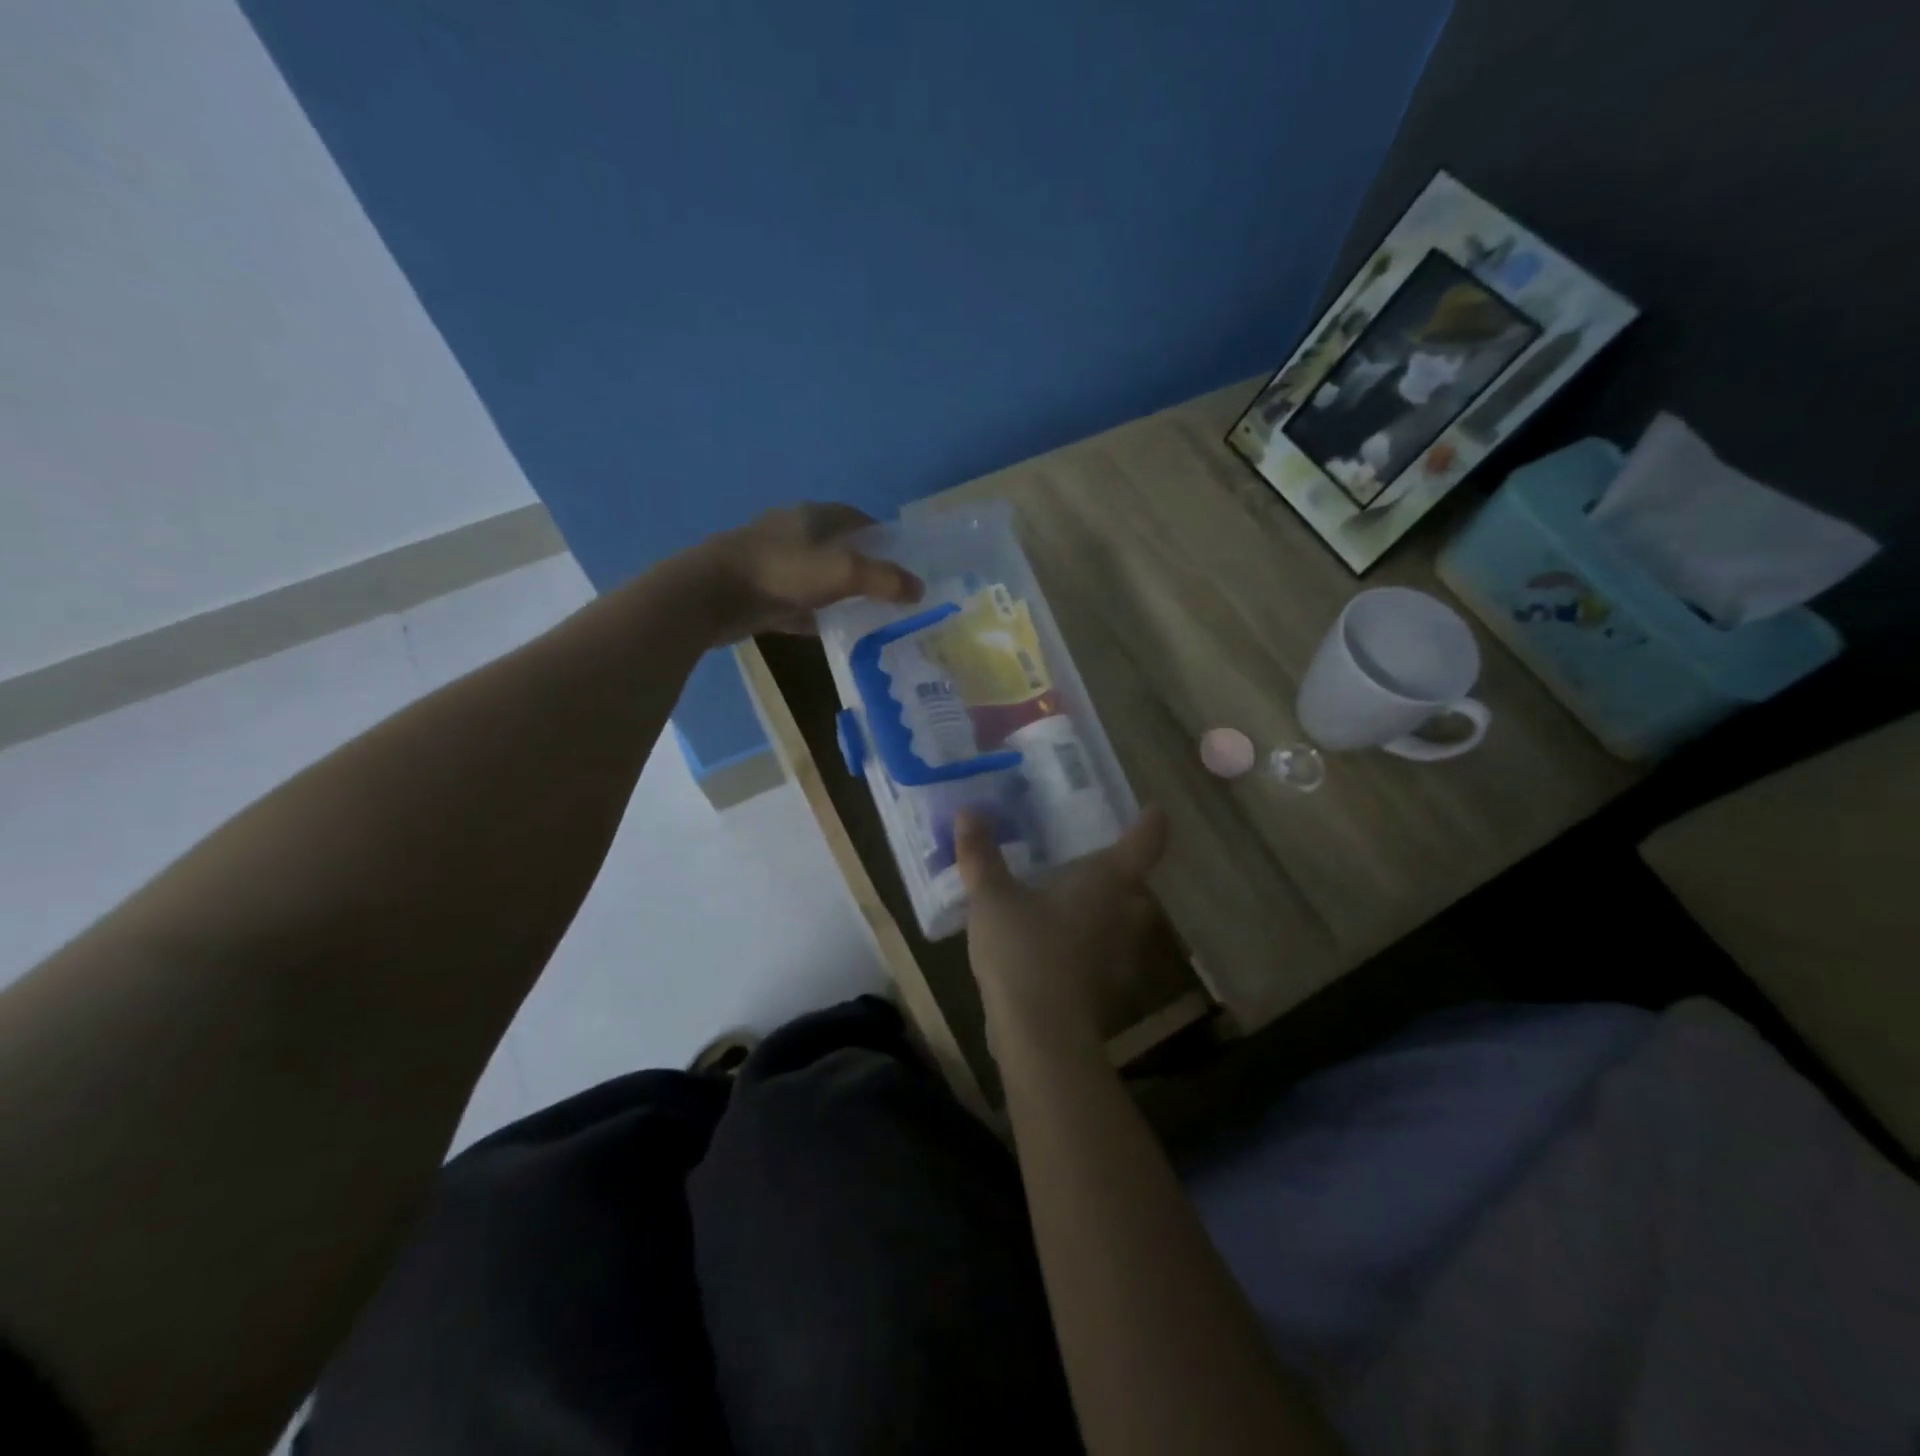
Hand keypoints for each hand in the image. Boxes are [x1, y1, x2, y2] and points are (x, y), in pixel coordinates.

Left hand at [692, 502, 922, 642]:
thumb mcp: (843, 572)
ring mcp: (775, 563)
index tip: (906, 564)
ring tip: (869, 615)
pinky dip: (816, 615)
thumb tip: (919, 589)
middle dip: (865, 568)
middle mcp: (795, 533)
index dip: (885, 539)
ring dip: (841, 593)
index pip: (859, 520)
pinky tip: (832, 632)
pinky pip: (798, 603)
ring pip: (819, 577)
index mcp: (815, 517)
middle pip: (840, 548)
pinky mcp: (760, 591)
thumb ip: (885, 579)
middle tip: (892, 594)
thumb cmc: (781, 572)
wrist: (712, 595)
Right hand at [955, 807, 1170, 1052]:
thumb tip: (968, 812)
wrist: (1041, 1037)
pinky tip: (1055, 943)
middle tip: (1090, 856)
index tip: (1155, 810)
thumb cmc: (1024, 953)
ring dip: (1103, 908)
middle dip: (1119, 871)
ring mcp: (1120, 954)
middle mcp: (1124, 913)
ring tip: (1070, 897)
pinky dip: (1086, 940)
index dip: (1150, 824)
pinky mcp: (1106, 986)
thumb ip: (981, 856)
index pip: (1144, 843)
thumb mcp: (992, 899)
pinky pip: (1102, 950)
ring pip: (1121, 920)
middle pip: (1135, 884)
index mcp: (1107, 882)